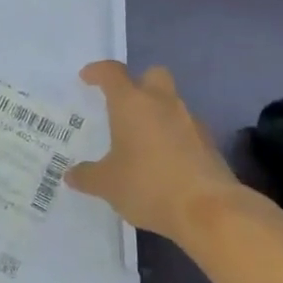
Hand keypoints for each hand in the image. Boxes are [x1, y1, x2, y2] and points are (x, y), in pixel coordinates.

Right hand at [66, 61, 248, 241]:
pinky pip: (185, 129)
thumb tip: (72, 175)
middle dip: (138, 83)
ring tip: (140, 142)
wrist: (210, 210)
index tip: (87, 78)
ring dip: (156, 114)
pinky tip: (163, 163)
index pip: (112, 73)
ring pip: (171, 104)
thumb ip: (87, 176)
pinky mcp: (209, 143)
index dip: (97, 72)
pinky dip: (173, 138)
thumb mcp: (107, 185)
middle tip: (123, 106)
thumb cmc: (149, 186)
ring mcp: (191, 121)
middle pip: (153, 75)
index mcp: (132, 104)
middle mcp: (163, 103)